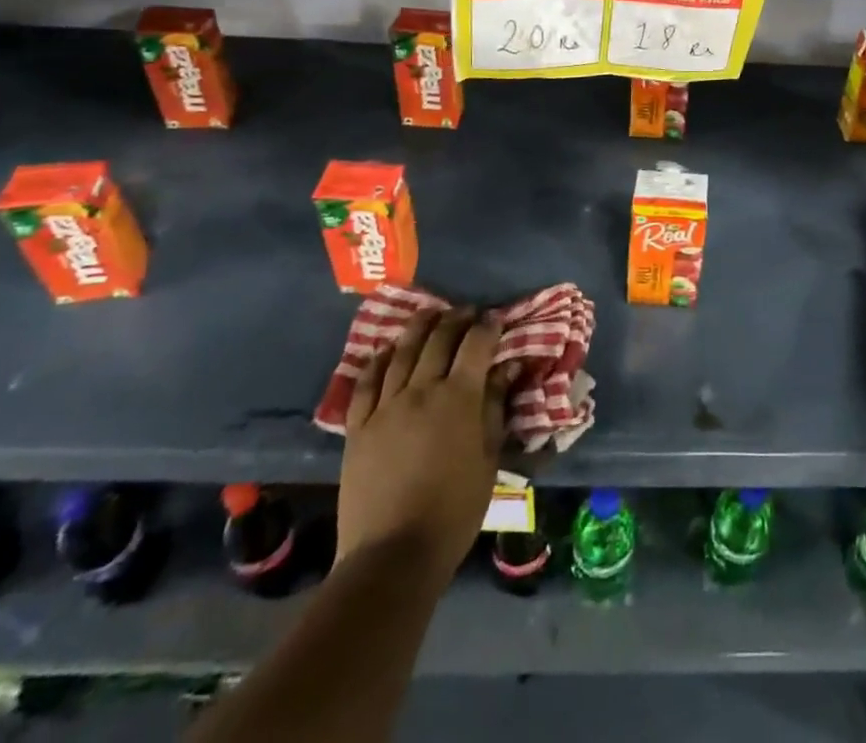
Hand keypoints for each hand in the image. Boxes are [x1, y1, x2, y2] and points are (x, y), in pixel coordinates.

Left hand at [336, 308, 516, 577]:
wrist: (393, 553)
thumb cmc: (454, 510)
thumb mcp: (488, 458)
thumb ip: (495, 408)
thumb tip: (508, 369)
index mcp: (459, 397)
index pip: (477, 344)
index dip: (488, 326)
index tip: (495, 319)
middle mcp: (422, 389)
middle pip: (439, 339)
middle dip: (456, 319)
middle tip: (466, 313)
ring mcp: (386, 406)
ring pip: (402, 352)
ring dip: (419, 328)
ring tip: (430, 315)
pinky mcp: (358, 426)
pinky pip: (367, 382)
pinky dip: (379, 360)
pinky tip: (387, 351)